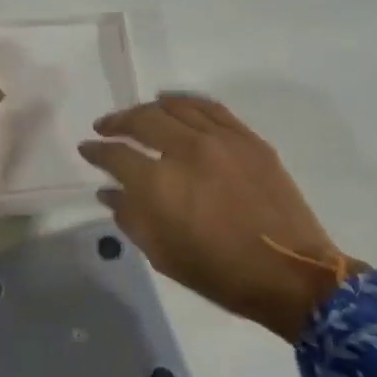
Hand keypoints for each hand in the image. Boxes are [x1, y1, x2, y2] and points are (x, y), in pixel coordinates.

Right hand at [78, 95, 363, 342]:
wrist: (289, 272)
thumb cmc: (219, 273)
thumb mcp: (162, 254)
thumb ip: (130, 217)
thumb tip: (110, 192)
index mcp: (159, 184)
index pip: (116, 156)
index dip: (96, 151)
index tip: (86, 149)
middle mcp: (186, 151)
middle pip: (142, 121)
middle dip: (117, 122)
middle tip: (105, 127)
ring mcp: (221, 140)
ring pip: (175, 108)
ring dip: (149, 108)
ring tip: (138, 114)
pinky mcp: (247, 139)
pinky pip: (210, 108)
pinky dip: (185, 103)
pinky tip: (174, 105)